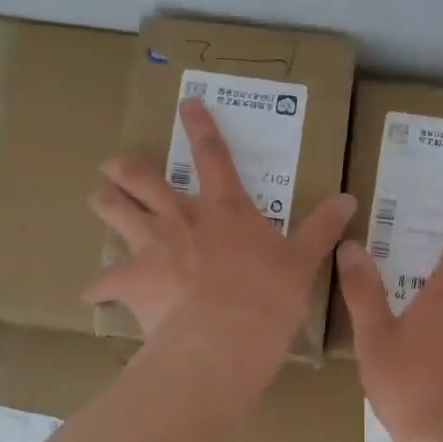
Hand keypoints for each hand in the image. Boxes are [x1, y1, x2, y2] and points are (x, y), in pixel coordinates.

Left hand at [86, 98, 354, 354]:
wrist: (225, 339)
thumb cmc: (269, 297)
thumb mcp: (304, 260)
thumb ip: (323, 227)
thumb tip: (349, 198)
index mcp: (225, 209)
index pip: (213, 155)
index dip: (200, 126)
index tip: (185, 103)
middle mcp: (183, 218)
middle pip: (143, 179)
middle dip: (125, 168)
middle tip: (113, 165)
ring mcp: (152, 246)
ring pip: (115, 211)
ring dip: (105, 203)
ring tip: (98, 199)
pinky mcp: (132, 281)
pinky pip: (104, 282)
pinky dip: (99, 288)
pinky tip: (93, 294)